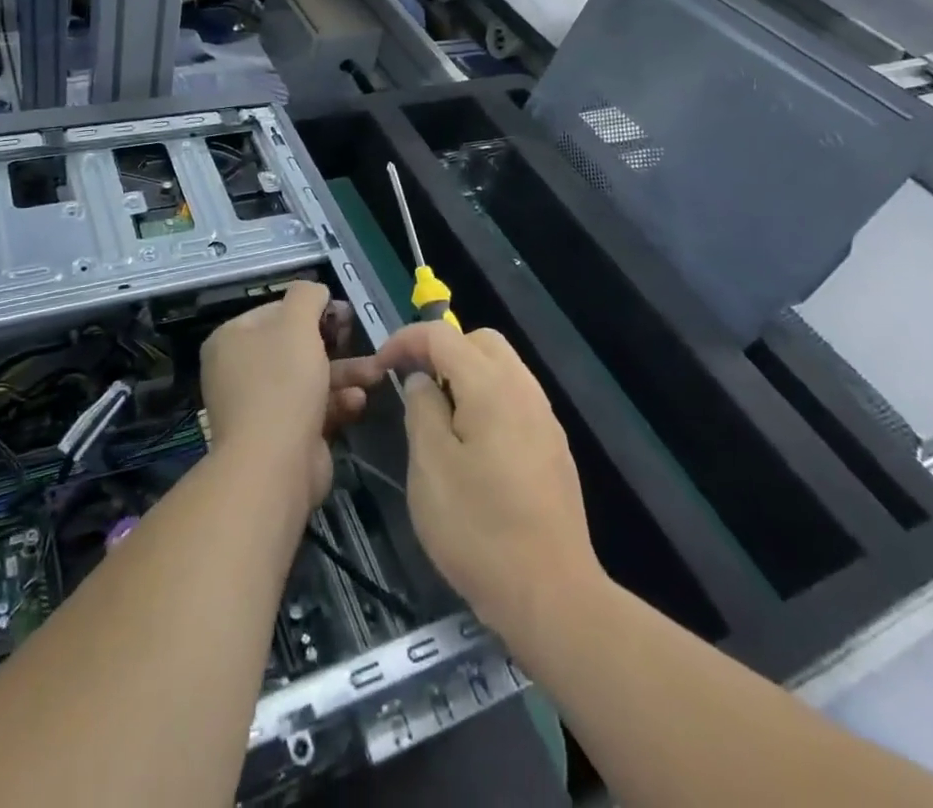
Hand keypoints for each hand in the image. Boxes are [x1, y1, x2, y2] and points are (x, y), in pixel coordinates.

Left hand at [200, 281, 375, 511]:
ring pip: (308, 378)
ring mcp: (259, 406)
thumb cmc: (282, 382)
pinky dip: (336, 403)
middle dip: (335, 345)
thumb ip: (307, 296)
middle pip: (294, 345)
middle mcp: (239, 370)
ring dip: (344, 374)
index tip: (344, 315)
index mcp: (232, 339)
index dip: (312, 309)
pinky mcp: (281, 435)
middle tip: (360, 339)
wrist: (274, 465)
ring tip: (376, 374)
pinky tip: (359, 402)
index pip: (275, 311)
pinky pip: (312, 409)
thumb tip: (316, 292)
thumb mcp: (297, 323)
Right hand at [371, 323, 599, 640]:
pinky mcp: (553, 448)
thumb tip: (422, 381)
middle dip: (441, 350)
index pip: (442, 336)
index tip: (380, 365)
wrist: (552, 596)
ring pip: (502, 368)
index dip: (405, 340)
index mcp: (491, 386)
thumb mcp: (430, 466)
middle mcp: (524, 390)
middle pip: (480, 341)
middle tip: (413, 383)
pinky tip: (471, 442)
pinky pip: (515, 398)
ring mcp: (544, 419)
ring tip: (438, 413)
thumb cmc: (478, 529)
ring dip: (466, 373)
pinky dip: (487, 398)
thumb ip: (421, 409)